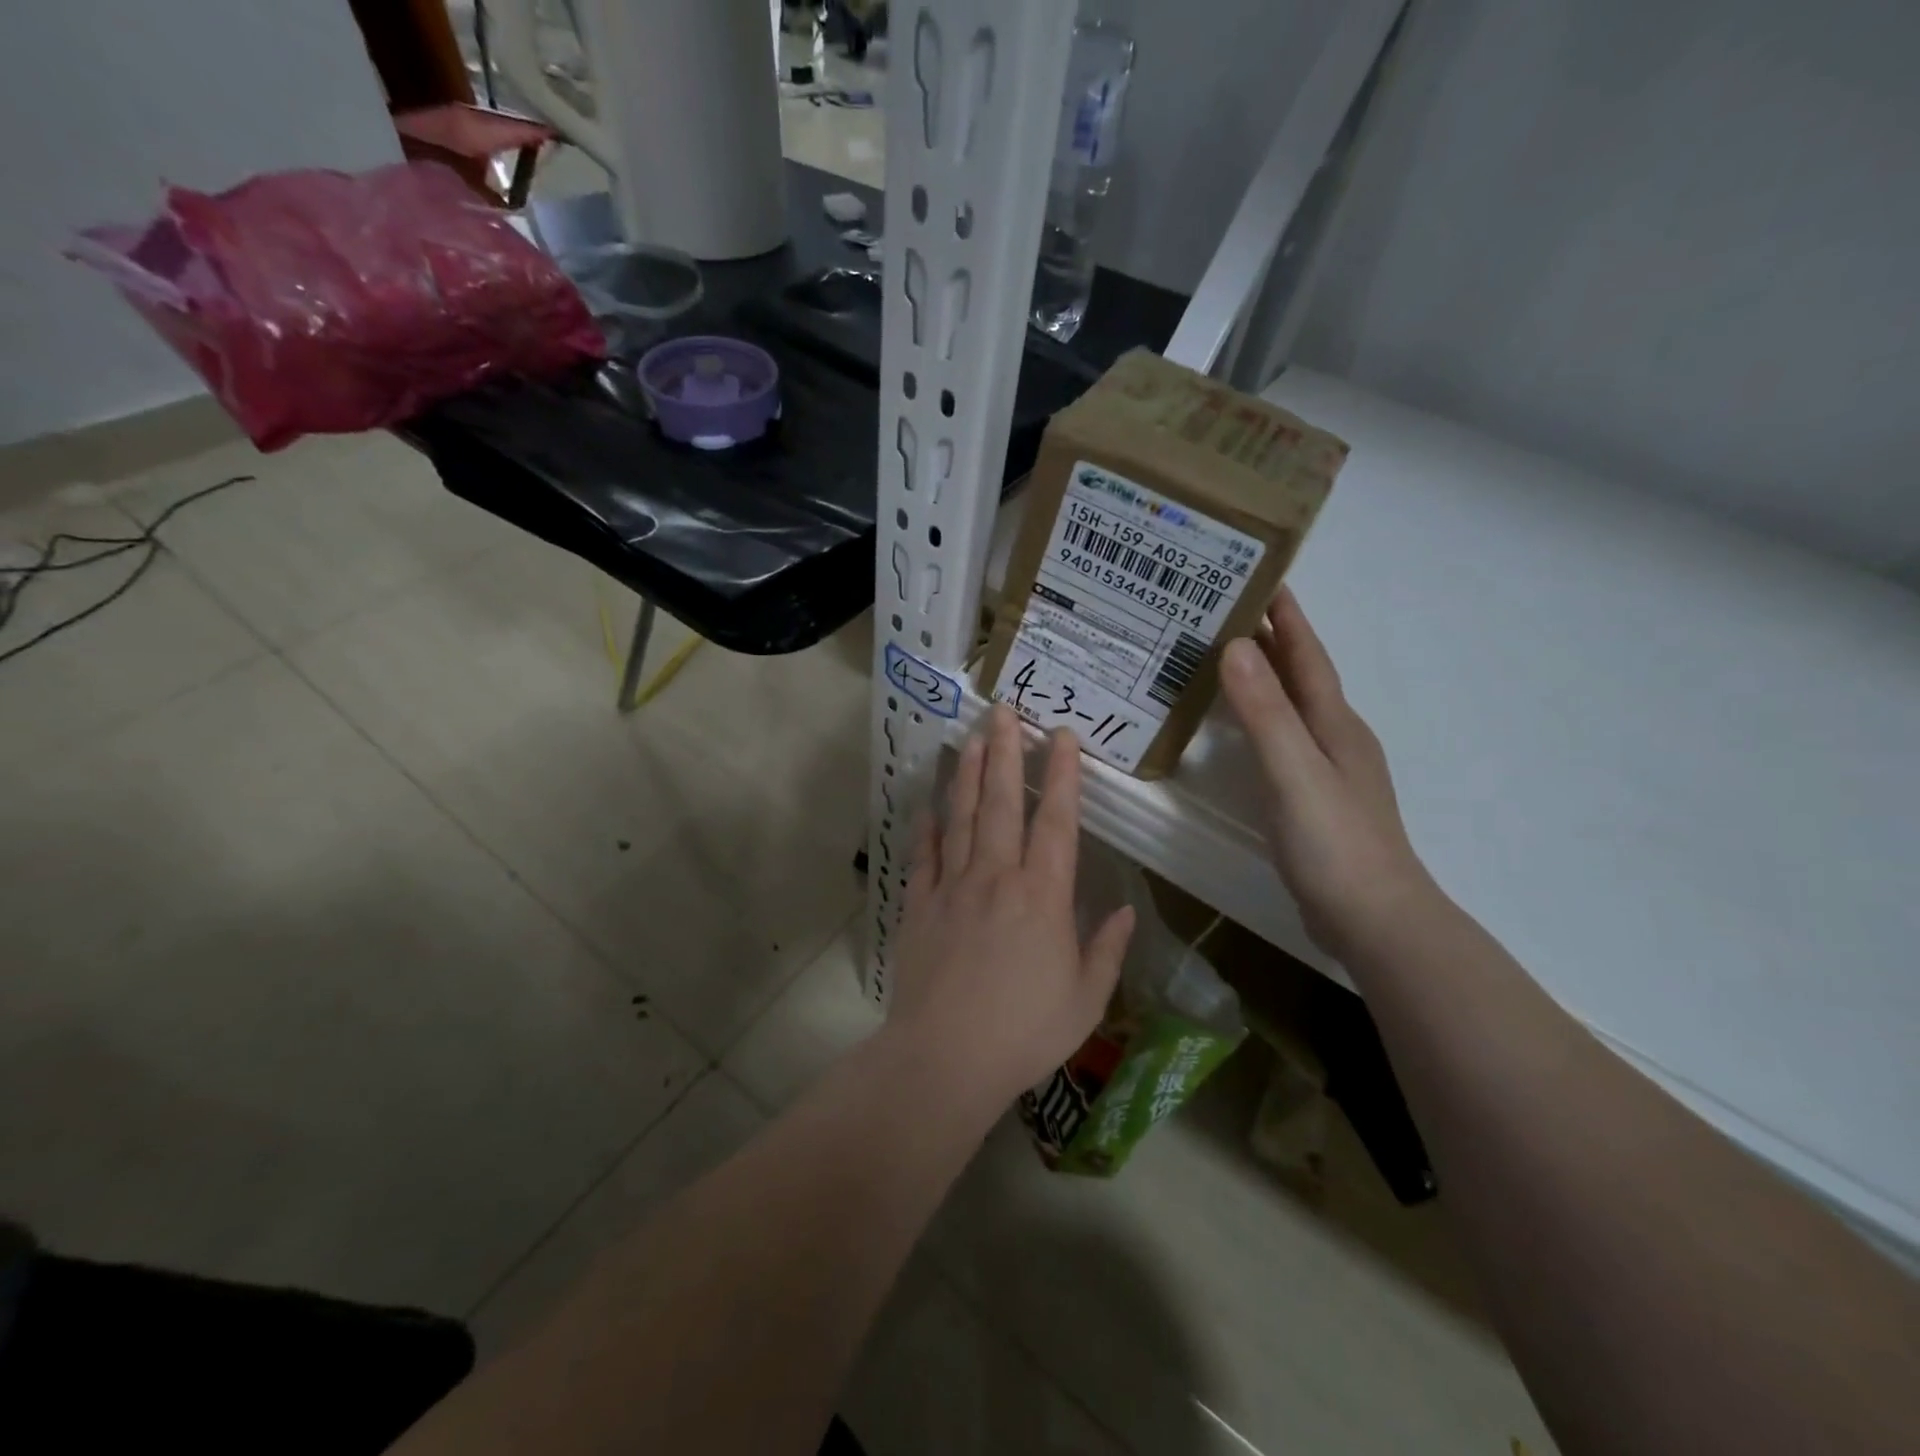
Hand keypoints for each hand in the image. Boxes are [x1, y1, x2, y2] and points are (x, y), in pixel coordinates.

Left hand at [886, 705, 1135, 1108]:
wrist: (944, 1058)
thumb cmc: (1024, 1032)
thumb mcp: (1085, 1000)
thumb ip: (1106, 950)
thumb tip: (1126, 912)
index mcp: (1044, 896)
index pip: (1058, 821)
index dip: (1062, 776)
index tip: (1061, 737)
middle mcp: (997, 877)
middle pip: (1004, 803)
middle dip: (1006, 753)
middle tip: (1004, 712)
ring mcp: (953, 886)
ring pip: (963, 817)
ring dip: (969, 775)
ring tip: (972, 738)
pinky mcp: (919, 905)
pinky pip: (924, 855)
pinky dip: (927, 827)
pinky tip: (930, 804)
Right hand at [1218, 589, 1432, 955]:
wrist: (1374, 920)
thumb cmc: (1334, 843)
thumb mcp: (1293, 771)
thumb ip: (1265, 712)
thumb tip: (1235, 647)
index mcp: (1334, 724)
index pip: (1308, 656)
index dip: (1287, 618)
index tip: (1261, 577)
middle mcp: (1335, 738)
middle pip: (1301, 676)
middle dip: (1271, 640)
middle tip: (1224, 612)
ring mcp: (1328, 771)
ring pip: (1292, 708)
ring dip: (1266, 679)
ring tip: (1225, 660)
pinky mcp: (1315, 800)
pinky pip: (1283, 740)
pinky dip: (1261, 720)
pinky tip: (1241, 731)